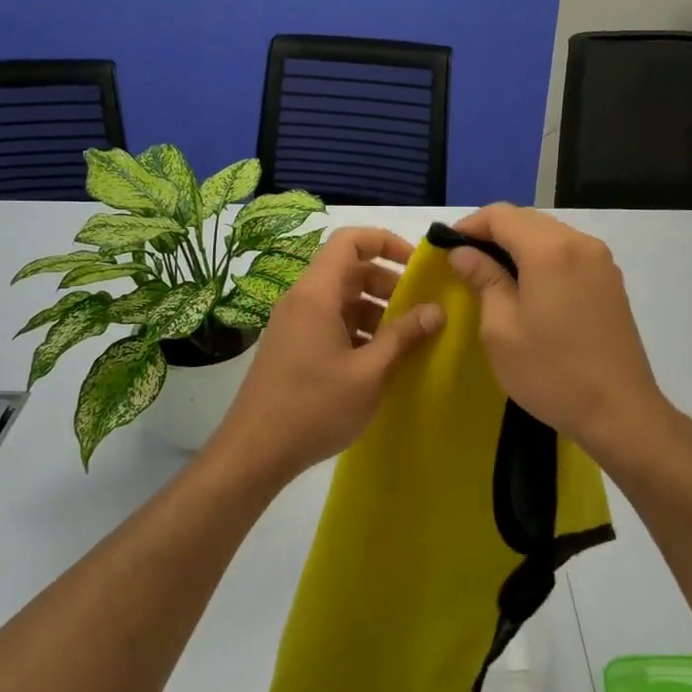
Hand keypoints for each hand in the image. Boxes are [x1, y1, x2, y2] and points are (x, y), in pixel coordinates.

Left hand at [210, 227, 443, 483]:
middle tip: (419, 308)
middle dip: (387, 282)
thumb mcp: (369, 373)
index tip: (418, 265)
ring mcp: (293, 324)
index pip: (350, 241)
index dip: (386, 242)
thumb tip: (436, 310)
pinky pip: (329, 322)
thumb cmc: (315, 407)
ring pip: (340, 299)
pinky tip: (378, 359)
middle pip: (348, 269)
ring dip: (374, 309)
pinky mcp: (291, 346)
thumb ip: (403, 336)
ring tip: (405, 339)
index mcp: (316, 294)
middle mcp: (301, 299)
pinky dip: (357, 329)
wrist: (255, 451)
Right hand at [446, 204, 676, 462]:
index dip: (469, 225)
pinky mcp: (611, 281)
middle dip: (493, 233)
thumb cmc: (551, 373)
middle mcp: (579, 244)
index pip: (501, 215)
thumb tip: (463, 252)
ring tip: (492, 275)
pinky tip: (528, 287)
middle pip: (527, 219)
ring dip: (518, 245)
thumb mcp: (501, 329)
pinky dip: (542, 258)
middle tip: (465, 263)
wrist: (619, 412)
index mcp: (549, 250)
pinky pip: (569, 253)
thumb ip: (483, 280)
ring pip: (549, 234)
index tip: (447, 248)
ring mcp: (601, 261)